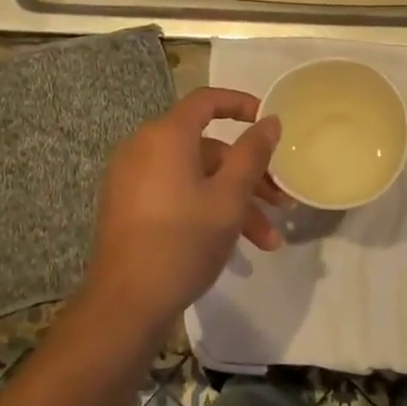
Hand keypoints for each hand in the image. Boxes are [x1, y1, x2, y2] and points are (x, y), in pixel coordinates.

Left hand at [85, 88, 286, 331]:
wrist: (125, 305)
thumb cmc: (183, 242)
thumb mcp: (229, 197)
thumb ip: (253, 153)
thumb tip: (270, 120)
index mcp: (166, 136)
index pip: (208, 100)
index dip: (242, 104)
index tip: (270, 123)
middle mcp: (144, 148)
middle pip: (208, 148)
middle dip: (250, 174)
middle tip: (281, 201)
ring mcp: (132, 179)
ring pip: (197, 177)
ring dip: (234, 202)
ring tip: (267, 241)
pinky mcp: (129, 207)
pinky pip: (176, 193)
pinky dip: (206, 208)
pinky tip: (235, 244)